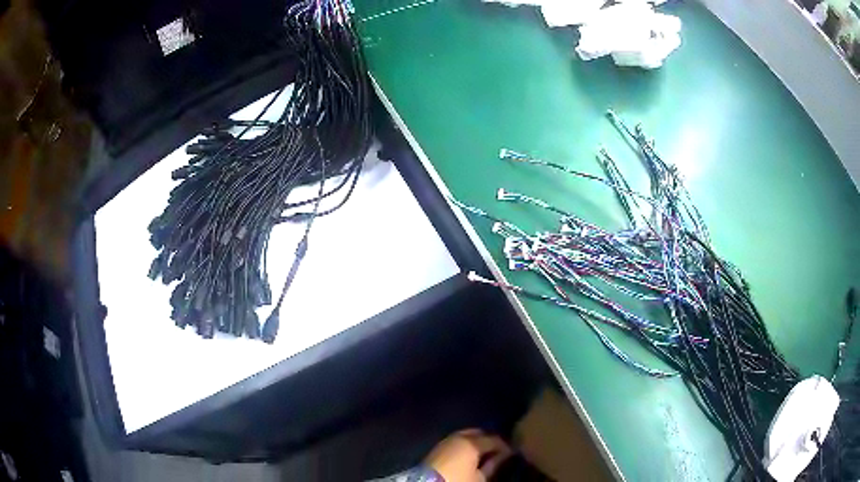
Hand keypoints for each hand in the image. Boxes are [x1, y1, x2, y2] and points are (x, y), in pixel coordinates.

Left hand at [424, 429, 511, 481]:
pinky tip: (470, 456)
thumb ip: (494, 464)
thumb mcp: (481, 477)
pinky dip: (465, 446)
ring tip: (485, 454)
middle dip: (489, 440)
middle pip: (479, 433)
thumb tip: (504, 455)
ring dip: (476, 442)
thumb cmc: (458, 481)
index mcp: (472, 442)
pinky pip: (456, 442)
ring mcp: (445, 441)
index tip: (512, 452)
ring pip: (466, 436)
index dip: (505, 446)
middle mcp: (458, 436)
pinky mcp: (436, 448)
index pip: (495, 439)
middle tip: (498, 451)